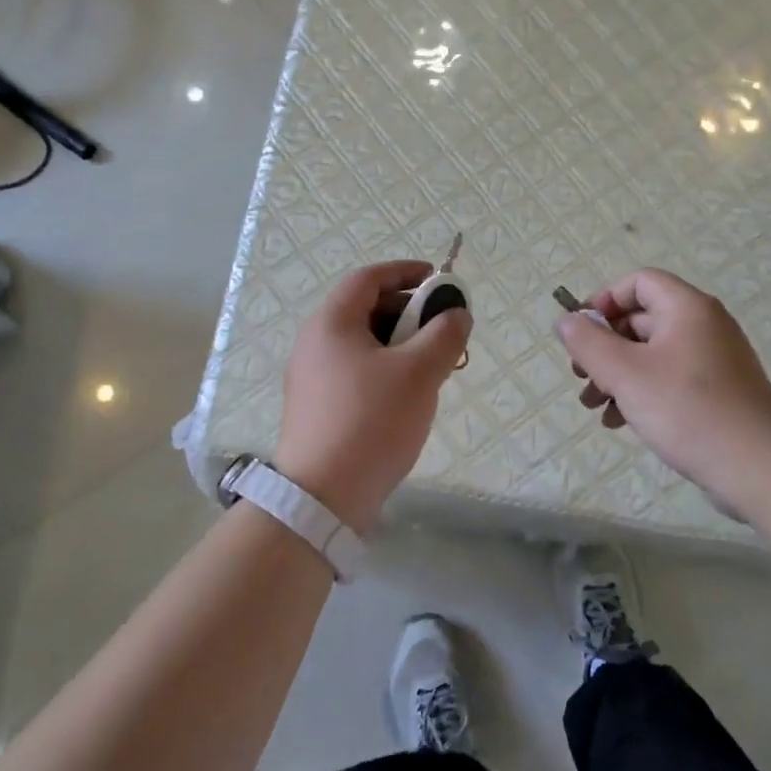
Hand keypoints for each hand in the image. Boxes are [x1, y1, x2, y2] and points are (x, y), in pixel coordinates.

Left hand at [274, 260, 471, 533]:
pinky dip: (386, 369)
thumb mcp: (418, 373)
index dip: (407, 272)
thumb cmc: (371, 421)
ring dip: (401, 344)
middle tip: (444, 331)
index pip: (369, 278)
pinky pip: (356, 371)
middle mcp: (314, 342)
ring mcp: (312, 377)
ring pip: (364, 343)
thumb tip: (458, 314)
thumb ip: (444, 335)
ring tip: (433, 367)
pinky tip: (409, 396)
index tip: (440, 281)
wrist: (322, 498)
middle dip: (410, 312)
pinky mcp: (318, 407)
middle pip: (366, 309)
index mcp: (331, 322)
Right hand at [555, 268, 770, 514]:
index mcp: (687, 308)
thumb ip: (588, 343)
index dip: (604, 301)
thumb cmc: (687, 410)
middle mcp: (703, 325)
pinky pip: (669, 378)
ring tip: (593, 406)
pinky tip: (620, 422)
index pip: (639, 282)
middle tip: (580, 376)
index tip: (581, 333)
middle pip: (641, 320)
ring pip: (651, 354)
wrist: (759, 467)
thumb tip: (565, 320)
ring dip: (617, 375)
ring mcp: (714, 360)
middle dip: (604, 347)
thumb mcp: (625, 373)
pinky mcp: (718, 392)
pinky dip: (641, 392)